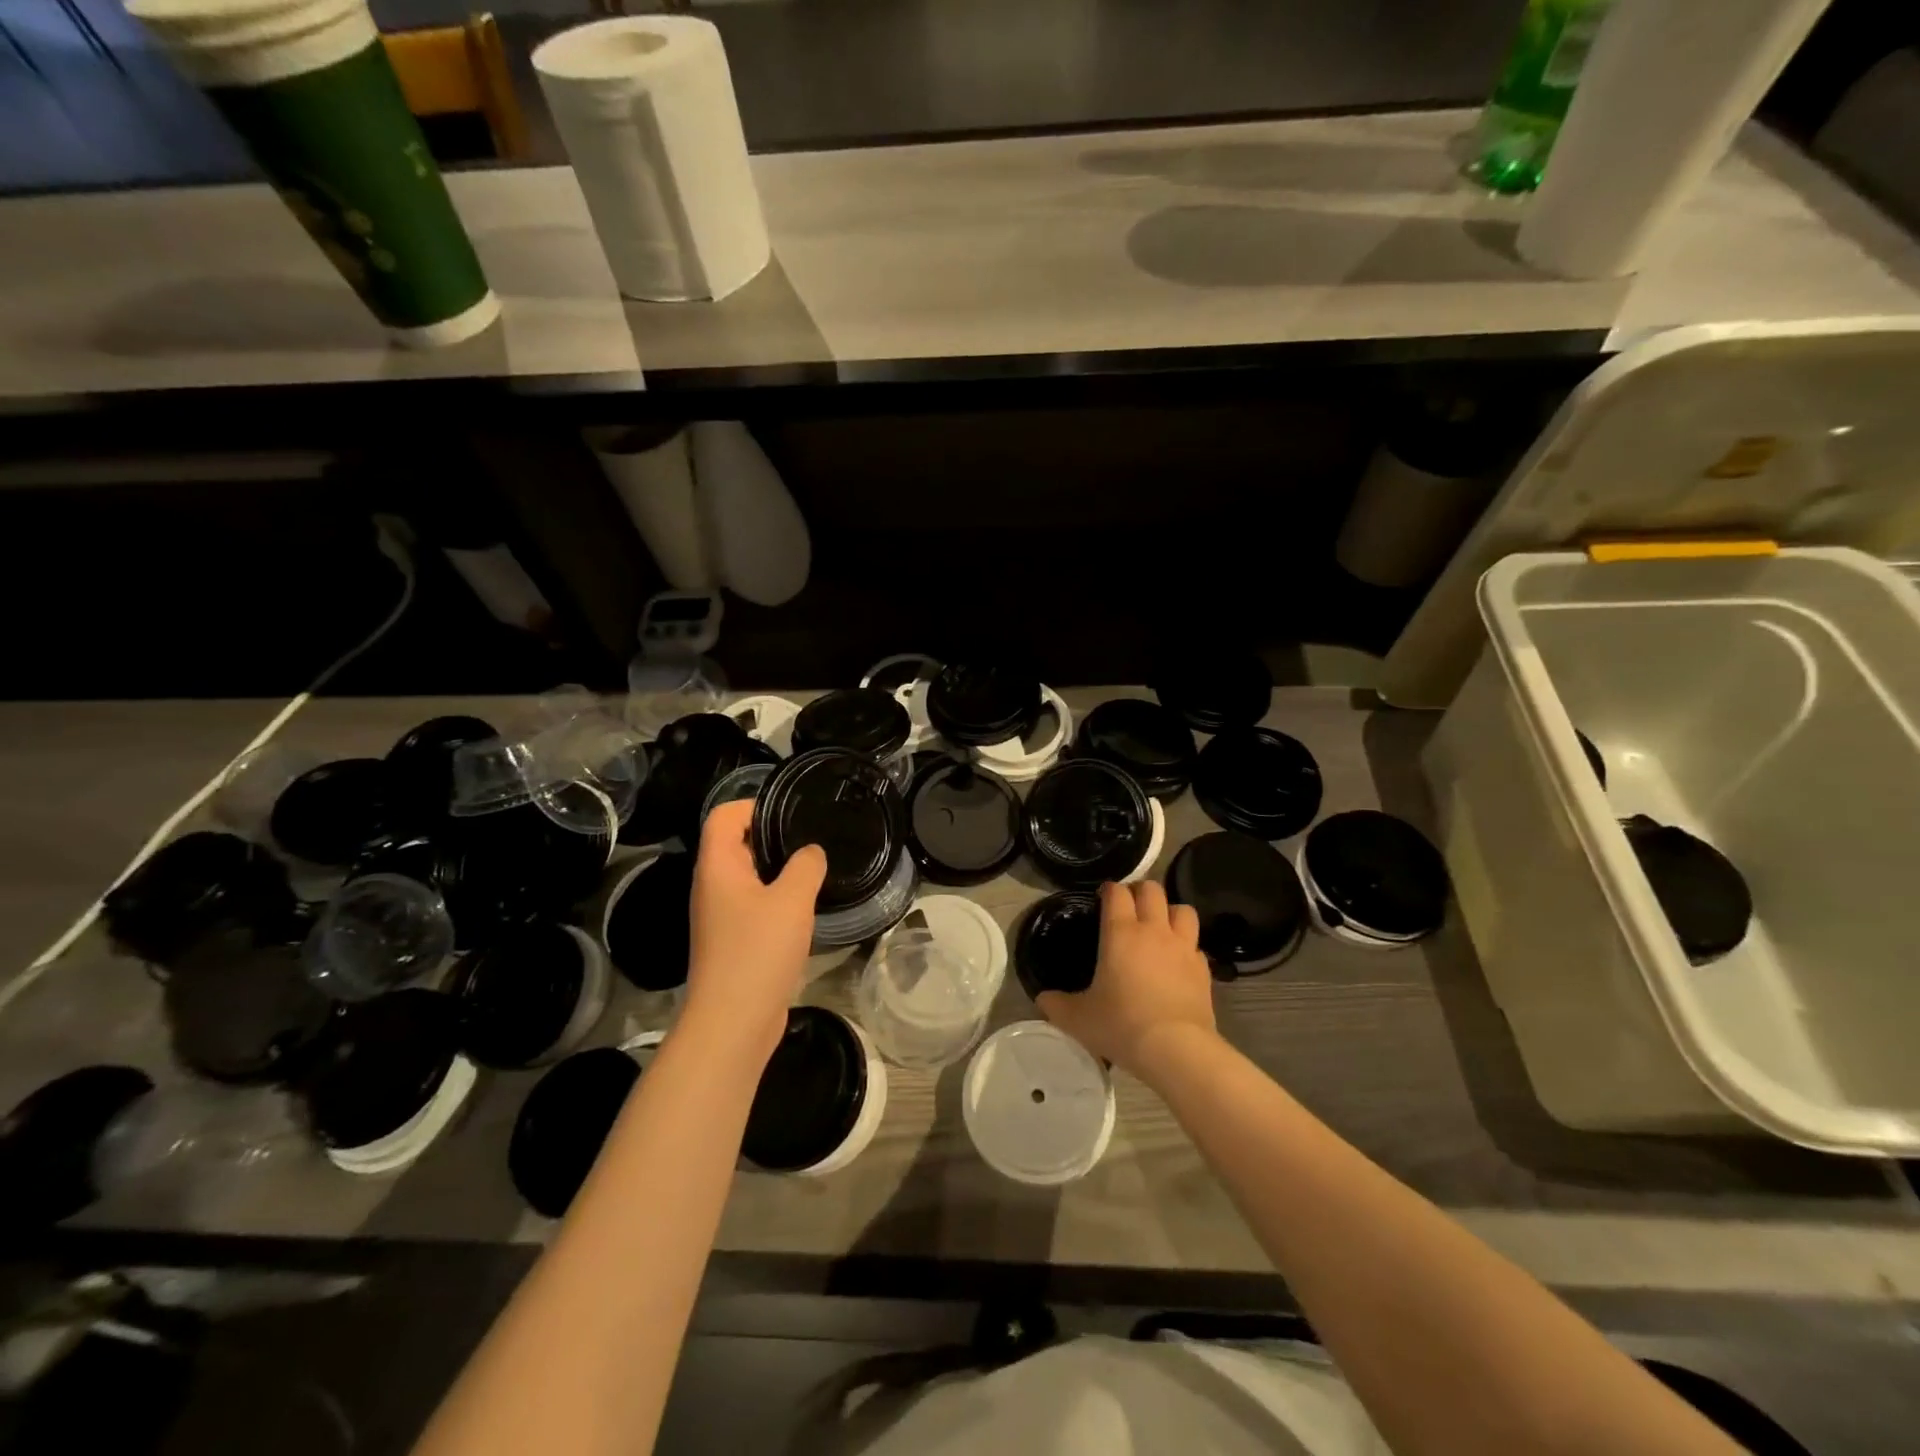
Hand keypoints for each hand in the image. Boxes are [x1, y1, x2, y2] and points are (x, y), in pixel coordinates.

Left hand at [682, 799, 825, 1064]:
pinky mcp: (735, 940)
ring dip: (779, 870)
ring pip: (750, 876)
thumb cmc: (758, 952)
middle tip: (813, 838)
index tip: (793, 813)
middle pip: (737, 843)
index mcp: (718, 867)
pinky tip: (806, 906)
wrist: (733, 1023)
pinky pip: (755, 903)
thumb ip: (806, 866)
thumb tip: (811, 853)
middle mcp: (713, 886)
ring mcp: (722, 915)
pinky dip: (778, 898)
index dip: (755, 805)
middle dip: (774, 836)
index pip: (725, 816)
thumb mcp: (792, 900)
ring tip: (816, 868)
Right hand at [1036, 880, 1216, 1076]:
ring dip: (1170, 912)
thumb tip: (1042, 999)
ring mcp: (1183, 947)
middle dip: (1140, 891)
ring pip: (1182, 909)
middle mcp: (1154, 931)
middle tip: (1130, 906)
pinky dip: (1187, 945)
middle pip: (1152, 889)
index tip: (1102, 898)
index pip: (1117, 892)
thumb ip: (1057, 1005)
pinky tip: (1178, 961)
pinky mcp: (1203, 968)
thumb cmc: (1121, 1025)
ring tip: (1160, 926)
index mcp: (1121, 933)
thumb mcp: (1078, 1019)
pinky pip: (1196, 944)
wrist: (1176, 1049)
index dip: (1109, 889)